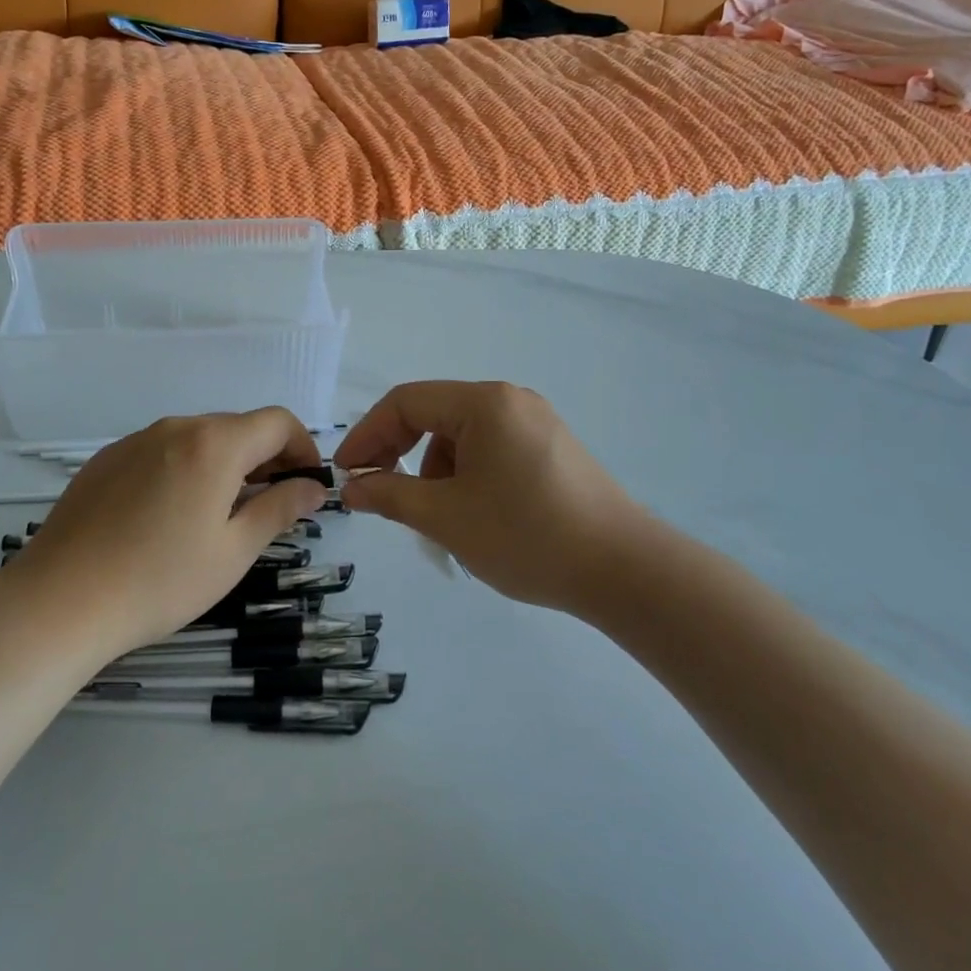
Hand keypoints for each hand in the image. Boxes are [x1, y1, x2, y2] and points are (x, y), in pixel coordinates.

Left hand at [15, 409, 327, 660]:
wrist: (60, 600)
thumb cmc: (160, 580)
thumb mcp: (233, 551)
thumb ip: (280, 509)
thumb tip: (314, 487)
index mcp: (214, 444)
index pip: (277, 422)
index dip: (303, 448)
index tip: (307, 484)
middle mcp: (176, 427)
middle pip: (237, 428)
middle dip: (266, 458)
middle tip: (271, 505)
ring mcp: (135, 440)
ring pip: (198, 439)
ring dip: (224, 464)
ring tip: (220, 514)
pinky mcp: (106, 459)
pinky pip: (161, 451)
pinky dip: (184, 469)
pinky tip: (169, 516)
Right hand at [333, 381, 649, 614]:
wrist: (624, 570)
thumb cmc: (526, 535)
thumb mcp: (446, 517)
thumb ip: (390, 495)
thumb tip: (352, 489)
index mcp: (484, 403)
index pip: (405, 402)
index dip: (367, 435)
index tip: (346, 474)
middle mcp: (510, 400)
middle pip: (434, 415)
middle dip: (399, 452)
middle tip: (377, 492)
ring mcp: (536, 423)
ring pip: (462, 436)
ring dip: (434, 470)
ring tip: (437, 517)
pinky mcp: (552, 449)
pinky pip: (491, 450)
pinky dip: (466, 475)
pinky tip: (473, 514)